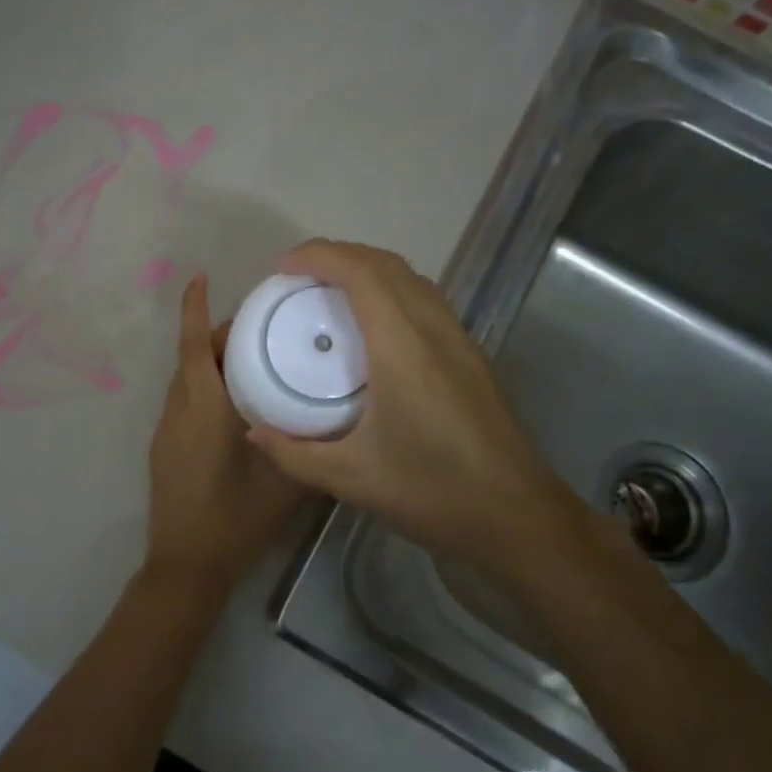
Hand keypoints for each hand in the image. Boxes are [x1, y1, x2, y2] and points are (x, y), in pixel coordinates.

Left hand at [144, 274, 303, 600]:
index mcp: (203, 411)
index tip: (199, 276)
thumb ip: (309, 448)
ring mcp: (166, 432)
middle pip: (191, 358)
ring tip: (253, 361)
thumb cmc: (235, 521)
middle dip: (216, 334)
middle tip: (260, 329)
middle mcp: (178, 412)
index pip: (193, 347)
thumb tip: (335, 421)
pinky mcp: (164, 449)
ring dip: (209, 362)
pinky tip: (235, 404)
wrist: (186, 566)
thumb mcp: (286, 485)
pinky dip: (204, 386)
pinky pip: (183, 402)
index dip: (194, 309)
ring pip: (185, 380)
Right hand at [247, 239, 593, 571]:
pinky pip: (426, 301)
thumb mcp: (351, 479)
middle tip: (298, 275)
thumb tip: (254, 432)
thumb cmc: (432, 492)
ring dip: (369, 270)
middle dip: (340, 255)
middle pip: (387, 265)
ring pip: (413, 279)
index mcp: (403, 349)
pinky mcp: (471, 358)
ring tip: (331, 292)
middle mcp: (434, 331)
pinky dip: (392, 291)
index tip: (283, 266)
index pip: (362, 275)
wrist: (516, 516)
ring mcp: (459, 342)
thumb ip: (295, 455)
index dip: (320, 256)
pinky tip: (373, 329)